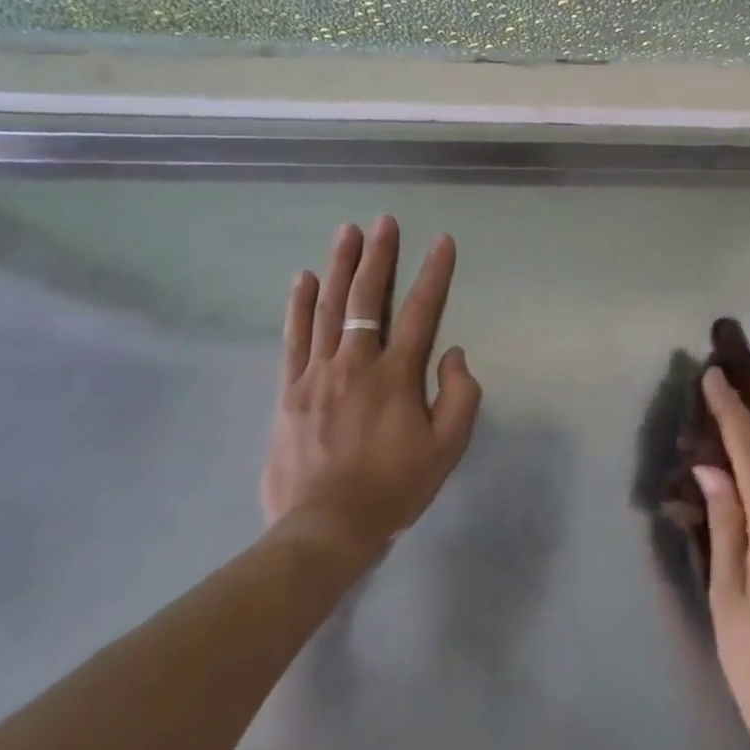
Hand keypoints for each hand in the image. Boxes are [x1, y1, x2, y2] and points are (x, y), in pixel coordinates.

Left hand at [262, 216, 482, 562]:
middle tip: (383, 221)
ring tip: (346, 232)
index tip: (442, 241)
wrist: (324, 529)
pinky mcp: (290, 390)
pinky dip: (299, 305)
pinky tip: (302, 278)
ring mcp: (317, 374)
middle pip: (368, 298)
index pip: (422, 311)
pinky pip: (294, 338)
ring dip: (339, 266)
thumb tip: (452, 353)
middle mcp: (356, 363)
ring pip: (328, 308)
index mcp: (396, 375)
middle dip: (378, 255)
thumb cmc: (392, 488)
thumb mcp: (446, 448)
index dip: (434, 273)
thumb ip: (459, 395)